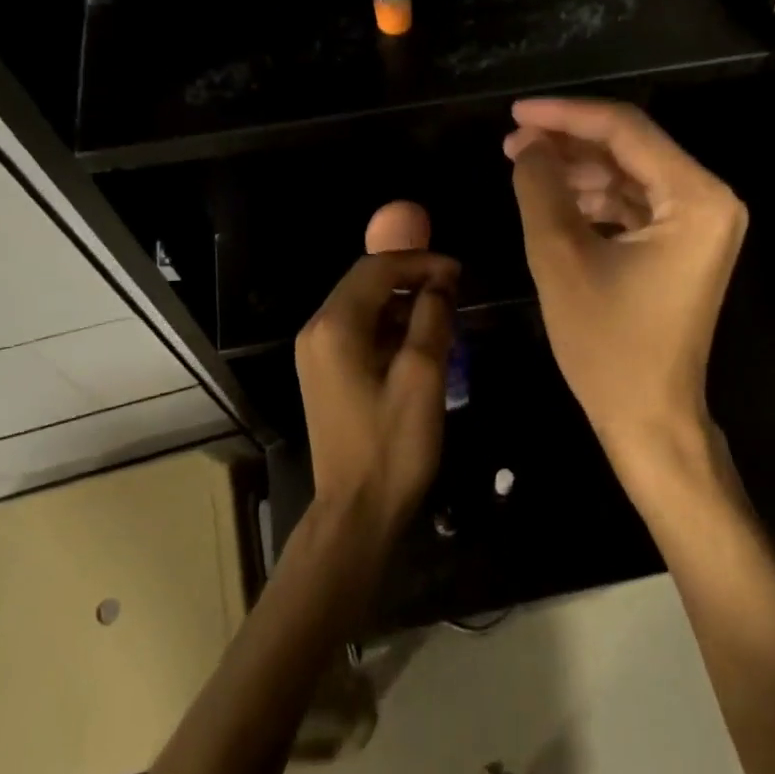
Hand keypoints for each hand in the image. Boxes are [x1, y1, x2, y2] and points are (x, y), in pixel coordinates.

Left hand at [295, 250, 460, 536]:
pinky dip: (388, 326)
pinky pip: (357, 330)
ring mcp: (315, 353)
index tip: (459, 273)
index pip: (377, 268)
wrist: (356, 511)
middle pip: (366, 282)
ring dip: (402, 302)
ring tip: (443, 315)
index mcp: (335, 326)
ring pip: (362, 305)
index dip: (421, 262)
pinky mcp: (323, 372)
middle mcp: (317, 330)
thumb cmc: (392, 445)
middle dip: (412, 278)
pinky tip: (417, 341)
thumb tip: (440, 283)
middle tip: (454, 289)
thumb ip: (432, 317)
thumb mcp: (423, 376)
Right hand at [505, 98, 746, 471]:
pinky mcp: (682, 244)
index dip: (566, 115)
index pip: (626, 131)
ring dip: (577, 169)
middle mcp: (710, 200)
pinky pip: (634, 203)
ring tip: (522, 166)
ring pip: (629, 173)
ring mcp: (699, 223)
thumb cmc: (608, 345)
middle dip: (568, 142)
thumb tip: (528, 143)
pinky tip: (551, 197)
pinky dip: (593, 198)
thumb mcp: (561, 258)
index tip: (515, 111)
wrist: (649, 419)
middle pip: (631, 148)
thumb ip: (540, 188)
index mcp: (697, 198)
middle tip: (513, 141)